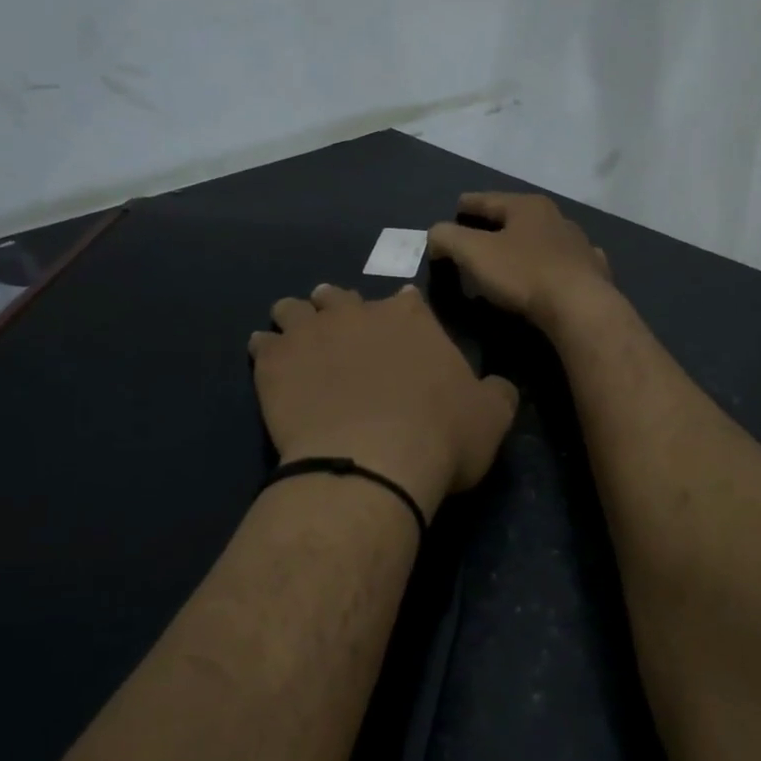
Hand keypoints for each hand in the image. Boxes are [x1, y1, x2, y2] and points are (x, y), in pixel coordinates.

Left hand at [248, 284, 518, 518]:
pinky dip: (266, 351)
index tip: (398, 329)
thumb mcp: (491, 418)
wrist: (372, 463)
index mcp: (410, 317)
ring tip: (297, 341)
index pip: (405, 300)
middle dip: (340, 308)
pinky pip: (262, 344)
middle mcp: (357, 313)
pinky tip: (269, 364)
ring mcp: (311, 334)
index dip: (401, 313)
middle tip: (340, 331)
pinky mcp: (275, 362)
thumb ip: (496, 393)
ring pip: (294, 310)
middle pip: (340, 297)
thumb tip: (499, 385)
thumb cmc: (439, 437)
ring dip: (296, 320)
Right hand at [427, 193, 613, 331]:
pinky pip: (565, 264)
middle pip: (516, 217)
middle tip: (476, 237)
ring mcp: (579, 244)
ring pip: (543, 239)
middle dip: (495, 226)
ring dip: (525, 246)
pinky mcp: (593, 272)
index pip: (487, 199)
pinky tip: (550, 274)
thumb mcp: (474, 253)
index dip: (467, 204)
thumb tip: (436, 234)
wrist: (581, 308)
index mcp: (527, 207)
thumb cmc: (523, 274)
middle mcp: (556, 217)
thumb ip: (448, 238)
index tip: (454, 209)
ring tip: (509, 260)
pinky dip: (551, 266)